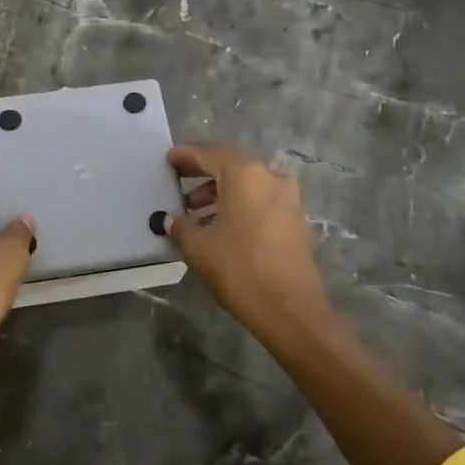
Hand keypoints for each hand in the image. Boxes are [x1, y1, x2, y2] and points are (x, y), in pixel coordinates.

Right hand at [165, 144, 329, 339]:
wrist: (290, 310)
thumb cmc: (239, 269)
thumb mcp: (198, 247)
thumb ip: (181, 226)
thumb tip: (171, 218)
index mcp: (245, 173)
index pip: (208, 154)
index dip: (186, 155)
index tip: (169, 160)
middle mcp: (269, 176)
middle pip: (230, 165)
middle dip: (203, 172)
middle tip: (178, 180)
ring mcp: (287, 197)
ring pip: (247, 184)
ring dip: (220, 191)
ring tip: (194, 212)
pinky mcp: (295, 219)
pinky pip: (260, 200)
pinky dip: (239, 204)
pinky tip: (220, 226)